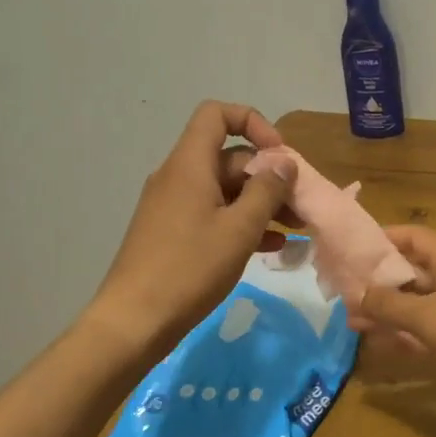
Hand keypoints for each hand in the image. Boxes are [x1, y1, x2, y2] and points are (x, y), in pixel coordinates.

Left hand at [87, 102, 298, 355]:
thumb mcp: (239, 229)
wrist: (135, 321)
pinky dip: (243, 222)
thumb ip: (267, 191)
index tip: (279, 156)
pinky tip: (272, 247)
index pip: (217, 115)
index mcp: (189, 165)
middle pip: (229, 157)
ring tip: (296, 228)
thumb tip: (284, 163)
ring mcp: (174, 206)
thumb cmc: (189, 268)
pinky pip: (214, 214)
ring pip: (226, 190)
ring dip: (262, 203)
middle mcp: (178, 177)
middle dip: (269, 176)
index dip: (253, 124)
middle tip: (301, 205)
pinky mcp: (173, 233)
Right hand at [352, 226, 435, 399]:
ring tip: (355, 323)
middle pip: (411, 270)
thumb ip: (388, 304)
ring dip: (389, 310)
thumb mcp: (426, 317)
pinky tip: (383, 343)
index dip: (381, 240)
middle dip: (378, 283)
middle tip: (344, 296)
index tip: (350, 252)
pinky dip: (408, 330)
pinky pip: (430, 324)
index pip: (411, 236)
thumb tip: (358, 293)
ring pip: (418, 300)